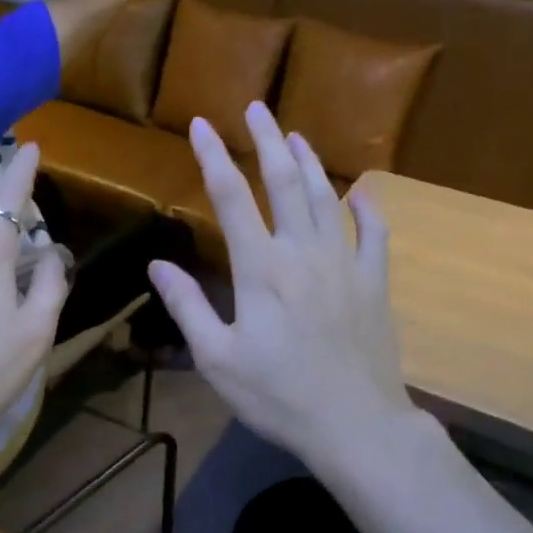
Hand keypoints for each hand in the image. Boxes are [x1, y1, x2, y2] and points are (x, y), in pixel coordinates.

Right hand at [149, 104, 413, 463]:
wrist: (355, 425)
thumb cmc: (279, 395)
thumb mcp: (217, 359)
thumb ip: (188, 306)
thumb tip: (158, 266)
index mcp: (260, 268)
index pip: (230, 197)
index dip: (213, 156)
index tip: (201, 124)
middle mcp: (303, 252)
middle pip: (284, 181)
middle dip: (267, 140)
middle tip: (256, 107)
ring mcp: (345, 264)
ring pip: (326, 198)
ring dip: (310, 162)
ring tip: (297, 135)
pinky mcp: (375, 283)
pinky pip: (374, 234)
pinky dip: (366, 208)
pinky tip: (360, 193)